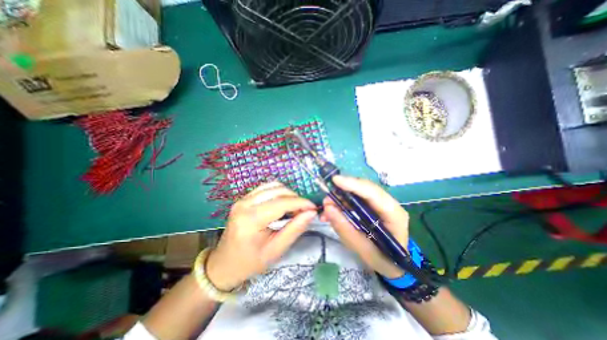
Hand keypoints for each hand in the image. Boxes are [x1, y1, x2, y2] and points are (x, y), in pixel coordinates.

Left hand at [205, 182, 314, 289]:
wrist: (224, 264)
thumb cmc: (250, 262)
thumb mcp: (276, 250)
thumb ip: (295, 229)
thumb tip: (311, 213)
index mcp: (251, 219)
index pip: (282, 203)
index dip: (301, 203)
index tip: (314, 208)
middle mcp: (245, 203)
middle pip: (278, 190)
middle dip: (295, 198)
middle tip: (304, 210)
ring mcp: (242, 199)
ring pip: (272, 186)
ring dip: (287, 194)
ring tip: (294, 207)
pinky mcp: (243, 198)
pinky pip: (265, 188)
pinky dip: (278, 193)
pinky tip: (282, 204)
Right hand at [320, 176, 409, 278]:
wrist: (393, 265)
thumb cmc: (382, 260)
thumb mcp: (362, 249)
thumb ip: (345, 228)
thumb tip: (328, 208)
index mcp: (394, 215)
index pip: (374, 194)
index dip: (354, 185)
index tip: (335, 180)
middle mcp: (389, 204)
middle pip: (365, 189)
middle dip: (344, 190)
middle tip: (326, 199)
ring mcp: (381, 204)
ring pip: (359, 192)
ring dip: (341, 197)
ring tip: (327, 206)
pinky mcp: (373, 206)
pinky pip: (356, 199)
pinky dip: (343, 202)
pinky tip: (333, 210)